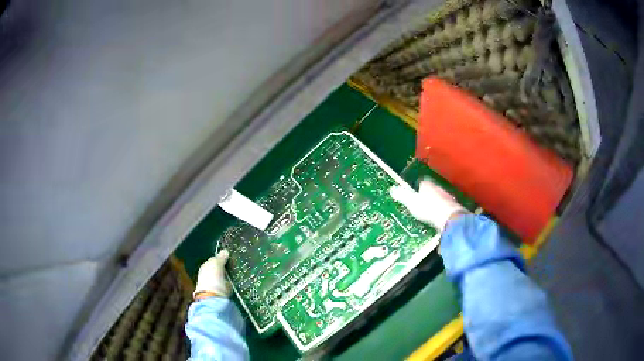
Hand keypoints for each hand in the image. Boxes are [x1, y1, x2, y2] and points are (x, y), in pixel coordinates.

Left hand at [194, 249, 231, 299]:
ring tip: (237, 274)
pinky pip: (227, 285)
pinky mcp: (220, 293)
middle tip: (235, 265)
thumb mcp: (216, 264)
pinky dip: (230, 284)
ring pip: (223, 277)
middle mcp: (208, 275)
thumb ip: (220, 257)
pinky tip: (235, 283)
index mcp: (205, 266)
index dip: (221, 258)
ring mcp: (214, 284)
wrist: (213, 298)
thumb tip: (225, 250)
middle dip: (225, 268)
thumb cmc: (212, 278)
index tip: (230, 258)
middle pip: (218, 269)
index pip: (214, 260)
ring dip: (228, 276)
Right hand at [390, 179, 466, 230]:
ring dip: (436, 203)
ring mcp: (448, 197)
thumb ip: (402, 196)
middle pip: (432, 190)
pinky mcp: (454, 207)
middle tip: (421, 204)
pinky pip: (446, 207)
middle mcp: (439, 188)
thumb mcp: (411, 203)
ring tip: (430, 213)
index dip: (417, 188)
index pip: (422, 182)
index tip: (414, 194)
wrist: (449, 218)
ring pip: (440, 198)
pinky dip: (442, 211)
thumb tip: (393, 189)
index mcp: (428, 185)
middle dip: (427, 196)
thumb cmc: (429, 209)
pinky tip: (439, 218)